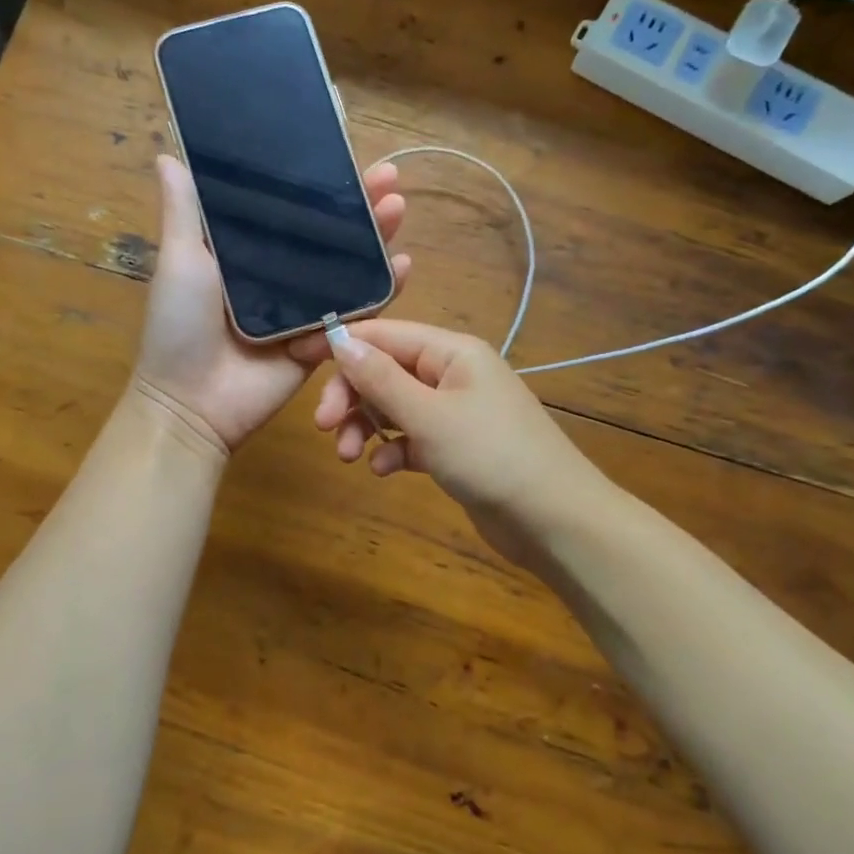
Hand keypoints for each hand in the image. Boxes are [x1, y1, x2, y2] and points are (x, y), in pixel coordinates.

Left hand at [131, 155, 409, 455]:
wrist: (191, 402)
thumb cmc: (179, 326)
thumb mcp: (180, 260)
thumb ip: (183, 211)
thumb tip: (166, 154)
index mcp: (248, 252)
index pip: (292, 210)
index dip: (321, 185)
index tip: (347, 156)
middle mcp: (280, 276)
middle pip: (329, 236)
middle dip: (361, 206)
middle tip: (389, 178)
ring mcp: (304, 309)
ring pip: (349, 268)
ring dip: (377, 239)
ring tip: (397, 210)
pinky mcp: (322, 342)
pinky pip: (357, 314)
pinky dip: (382, 291)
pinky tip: (402, 266)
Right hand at [288, 319, 607, 570]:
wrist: (553, 519)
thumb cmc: (490, 455)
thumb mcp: (428, 415)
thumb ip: (380, 378)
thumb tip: (339, 338)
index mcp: (451, 351)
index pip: (385, 334)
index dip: (342, 345)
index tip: (299, 363)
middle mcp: (452, 374)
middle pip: (385, 371)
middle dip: (352, 396)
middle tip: (324, 427)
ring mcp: (454, 412)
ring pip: (394, 407)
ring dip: (367, 426)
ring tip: (348, 455)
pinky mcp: (454, 447)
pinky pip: (411, 437)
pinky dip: (393, 449)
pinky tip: (384, 470)